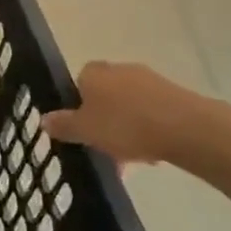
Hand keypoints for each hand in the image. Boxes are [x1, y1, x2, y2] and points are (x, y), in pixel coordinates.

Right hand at [41, 61, 213, 166]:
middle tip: (103, 148)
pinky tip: (153, 154)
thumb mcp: (85, 131)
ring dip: (126, 129)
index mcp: (93, 73)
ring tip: (130, 160)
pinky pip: (152, 113)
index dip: (78, 105)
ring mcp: (150, 81)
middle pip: (104, 96)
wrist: (187, 128)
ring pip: (129, 107)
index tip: (81, 128)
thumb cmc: (125, 126)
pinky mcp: (175, 95)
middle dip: (103, 121)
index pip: (78, 82)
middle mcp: (119, 70)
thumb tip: (43, 119)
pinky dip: (148, 130)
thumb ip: (63, 125)